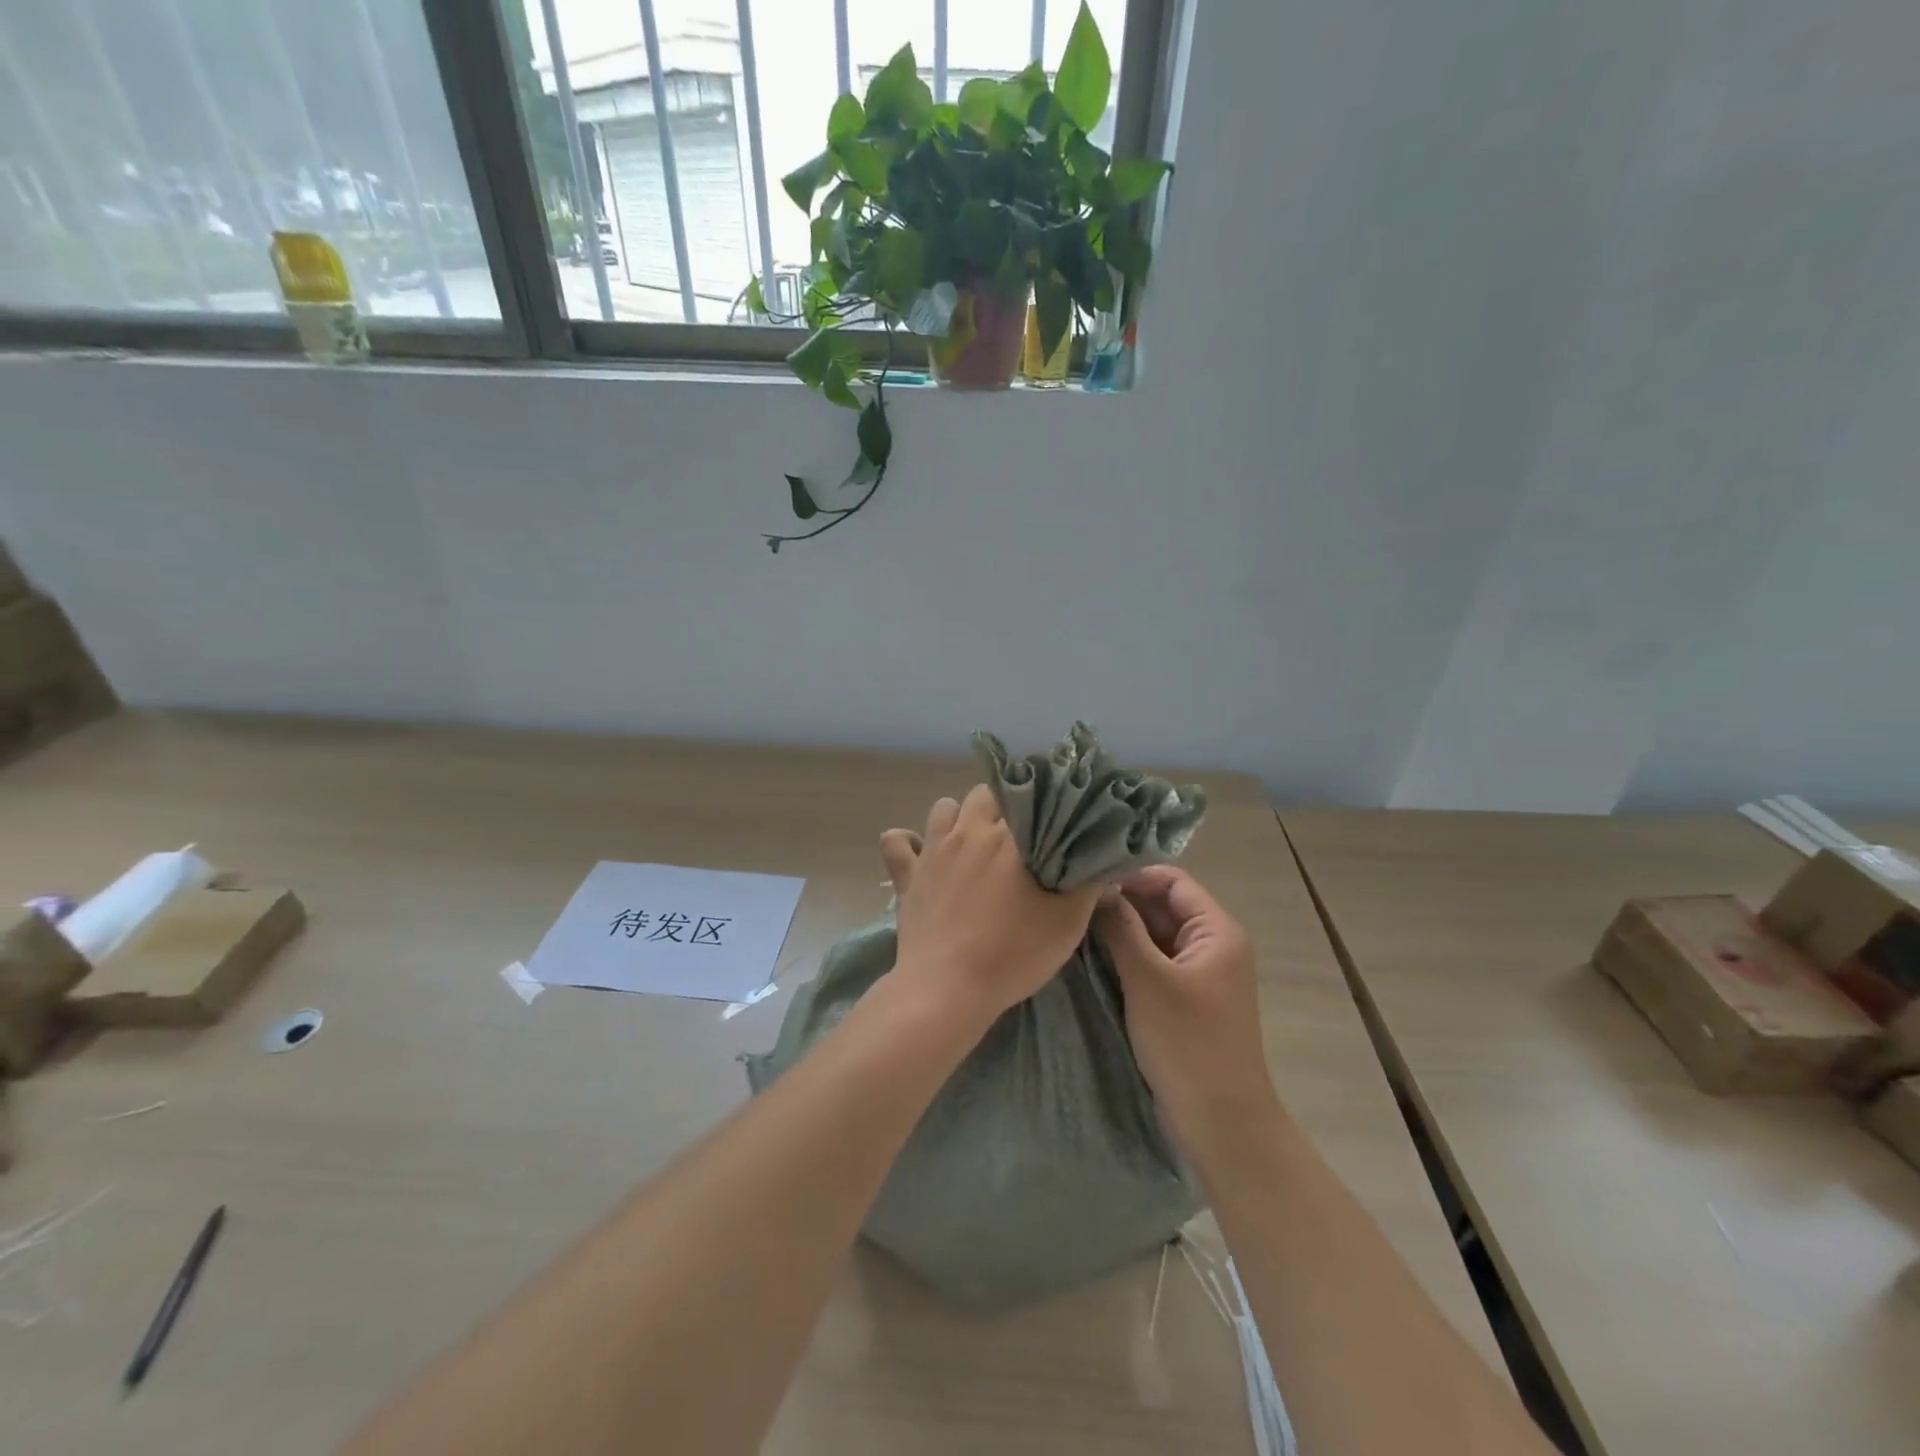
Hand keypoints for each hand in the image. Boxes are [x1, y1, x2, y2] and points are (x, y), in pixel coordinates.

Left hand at [878, 785, 1098, 1024]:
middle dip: (1001, 806)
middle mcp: (967, 832)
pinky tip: (920, 854)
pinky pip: (896, 842)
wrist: (947, 989)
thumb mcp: (1066, 923)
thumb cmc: (1012, 954)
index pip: (1027, 796)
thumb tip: (1101, 859)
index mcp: (1009, 838)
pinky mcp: (906, 875)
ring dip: (957, 818)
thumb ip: (1087, 884)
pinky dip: (906, 842)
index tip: (1050, 817)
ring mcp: (932, 851)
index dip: (1040, 802)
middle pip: (984, 795)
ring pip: (943, 808)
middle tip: (1015, 837)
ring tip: (971, 841)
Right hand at [1094, 866, 1276, 1145]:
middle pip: (1162, 905)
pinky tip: (1091, 955)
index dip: (1131, 876)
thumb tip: (1096, 889)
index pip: (1171, 880)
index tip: (1088, 882)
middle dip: (1120, 901)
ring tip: (1075, 925)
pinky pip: (1152, 961)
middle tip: (1073, 903)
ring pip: (1153, 933)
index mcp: (1217, 930)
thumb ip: (1122, 928)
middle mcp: (1211, 943)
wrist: (1220, 1122)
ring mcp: (1197, 972)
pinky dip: (1125, 954)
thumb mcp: (1149, 980)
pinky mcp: (1182, 997)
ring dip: (1120, 929)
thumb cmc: (1188, 1044)